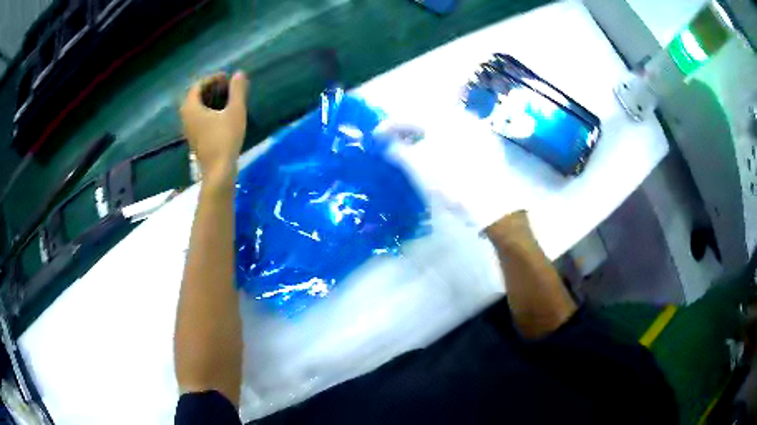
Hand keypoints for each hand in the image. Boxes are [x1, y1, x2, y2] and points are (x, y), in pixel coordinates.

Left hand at [181, 72, 248, 186]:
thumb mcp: (235, 112)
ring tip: (225, 97)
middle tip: (226, 85)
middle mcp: (186, 117)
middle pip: (195, 97)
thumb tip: (239, 73)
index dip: (212, 78)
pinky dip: (208, 111)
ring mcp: (189, 130)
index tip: (226, 77)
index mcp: (191, 108)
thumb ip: (237, 91)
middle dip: (210, 88)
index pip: (198, 86)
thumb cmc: (225, 139)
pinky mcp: (194, 139)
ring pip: (196, 108)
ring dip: (209, 100)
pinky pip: (198, 118)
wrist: (218, 171)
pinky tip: (221, 114)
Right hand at [376, 116, 526, 229]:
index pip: (408, 116)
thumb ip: (398, 151)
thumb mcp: (416, 167)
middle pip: (428, 116)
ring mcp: (476, 128)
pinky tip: (440, 153)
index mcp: (441, 118)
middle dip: (409, 127)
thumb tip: (389, 145)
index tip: (377, 136)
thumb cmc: (449, 182)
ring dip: (427, 133)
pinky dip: (445, 139)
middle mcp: (460, 116)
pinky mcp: (487, 143)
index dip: (389, 126)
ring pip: (445, 125)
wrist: (488, 202)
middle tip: (396, 139)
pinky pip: (459, 134)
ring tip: (416, 147)